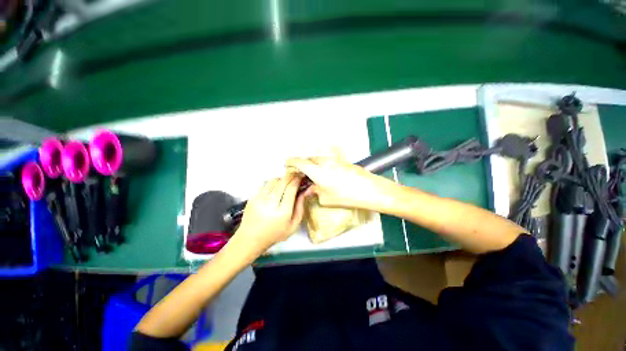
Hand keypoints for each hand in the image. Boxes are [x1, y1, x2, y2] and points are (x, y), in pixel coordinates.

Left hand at [234, 173, 306, 251]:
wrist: (250, 239)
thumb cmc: (275, 234)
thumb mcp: (293, 226)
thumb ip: (300, 208)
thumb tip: (305, 191)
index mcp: (282, 212)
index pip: (291, 189)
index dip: (297, 180)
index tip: (301, 177)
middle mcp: (270, 203)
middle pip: (282, 182)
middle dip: (290, 176)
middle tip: (295, 176)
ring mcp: (259, 199)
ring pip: (273, 180)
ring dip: (281, 179)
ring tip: (285, 182)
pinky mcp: (252, 197)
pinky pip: (264, 184)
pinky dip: (272, 183)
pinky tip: (275, 187)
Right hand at [286, 156, 393, 208]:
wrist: (371, 190)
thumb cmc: (347, 196)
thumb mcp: (327, 199)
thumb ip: (316, 192)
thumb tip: (312, 188)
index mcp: (318, 171)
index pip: (300, 162)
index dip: (291, 162)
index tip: (288, 165)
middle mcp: (324, 162)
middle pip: (309, 158)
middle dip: (303, 164)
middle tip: (302, 173)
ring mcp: (334, 160)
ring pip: (319, 158)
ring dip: (314, 164)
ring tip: (315, 175)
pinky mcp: (342, 161)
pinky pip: (328, 160)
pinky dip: (323, 165)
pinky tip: (328, 174)